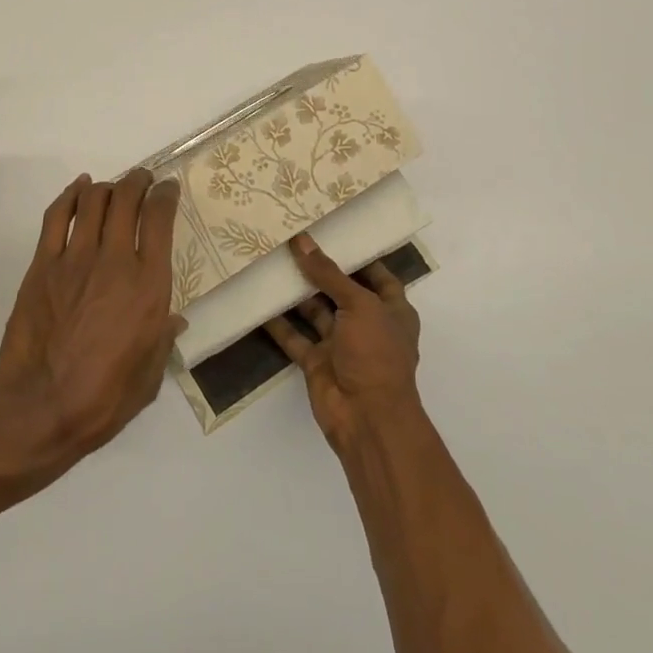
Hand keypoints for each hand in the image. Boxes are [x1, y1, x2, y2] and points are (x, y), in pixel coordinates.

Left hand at [0, 169, 184, 469]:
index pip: (160, 218)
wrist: (41, 408)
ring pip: (94, 200)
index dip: (166, 195)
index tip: (168, 189)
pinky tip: (79, 188)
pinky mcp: (43, 264)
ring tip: (113, 188)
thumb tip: (174, 322)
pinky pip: (58, 216)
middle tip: (143, 180)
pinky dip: (71, 195)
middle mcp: (115, 260)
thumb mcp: (150, 375)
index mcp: (148, 285)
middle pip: (127, 198)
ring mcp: (75, 259)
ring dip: (107, 186)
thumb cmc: (104, 398)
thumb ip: (164, 340)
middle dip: (138, 181)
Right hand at [265, 233, 420, 450]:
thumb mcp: (359, 305)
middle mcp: (367, 325)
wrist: (367, 419)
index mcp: (391, 311)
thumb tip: (302, 241)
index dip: (359, 257)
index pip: (378, 276)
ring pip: (315, 312)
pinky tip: (260, 302)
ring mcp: (341, 345)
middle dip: (320, 271)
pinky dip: (279, 324)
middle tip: (292, 242)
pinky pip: (295, 338)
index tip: (333, 233)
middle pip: (341, 291)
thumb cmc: (376, 354)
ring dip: (296, 293)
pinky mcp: (317, 362)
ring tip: (271, 263)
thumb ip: (329, 274)